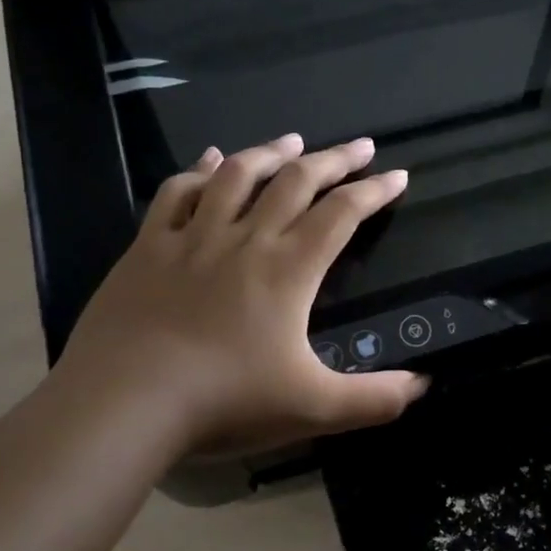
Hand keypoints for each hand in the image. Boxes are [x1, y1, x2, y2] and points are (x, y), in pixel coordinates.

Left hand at [53, 134, 426, 458]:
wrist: (125, 402)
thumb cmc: (225, 402)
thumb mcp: (314, 409)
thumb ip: (374, 398)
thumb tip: (424, 386)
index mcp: (288, 270)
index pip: (342, 214)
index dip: (374, 191)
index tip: (396, 175)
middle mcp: (245, 240)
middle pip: (296, 182)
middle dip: (334, 160)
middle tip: (359, 146)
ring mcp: (193, 238)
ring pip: (237, 175)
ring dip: (270, 153)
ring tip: (292, 142)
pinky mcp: (148, 247)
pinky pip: (177, 193)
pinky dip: (199, 170)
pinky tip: (210, 159)